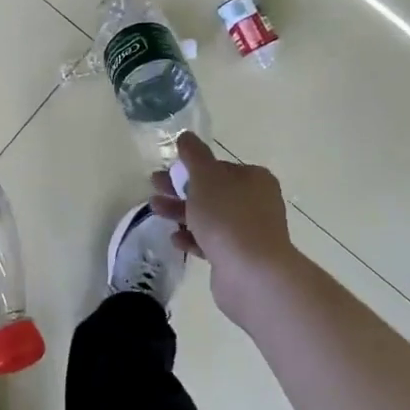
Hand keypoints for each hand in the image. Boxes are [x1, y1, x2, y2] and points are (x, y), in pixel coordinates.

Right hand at [151, 131, 297, 328]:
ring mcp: (249, 232)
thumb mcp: (206, 178)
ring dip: (181, 212)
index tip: (168, 172)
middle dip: (180, 190)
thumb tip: (186, 136)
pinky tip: (174, 238)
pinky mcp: (239, 257)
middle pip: (211, 192)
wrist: (252, 272)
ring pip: (209, 217)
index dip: (192, 169)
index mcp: (253, 179)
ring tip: (154, 210)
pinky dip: (192, 238)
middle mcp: (256, 203)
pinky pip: (211, 242)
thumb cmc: (228, 217)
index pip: (219, 168)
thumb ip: (194, 156)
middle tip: (154, 187)